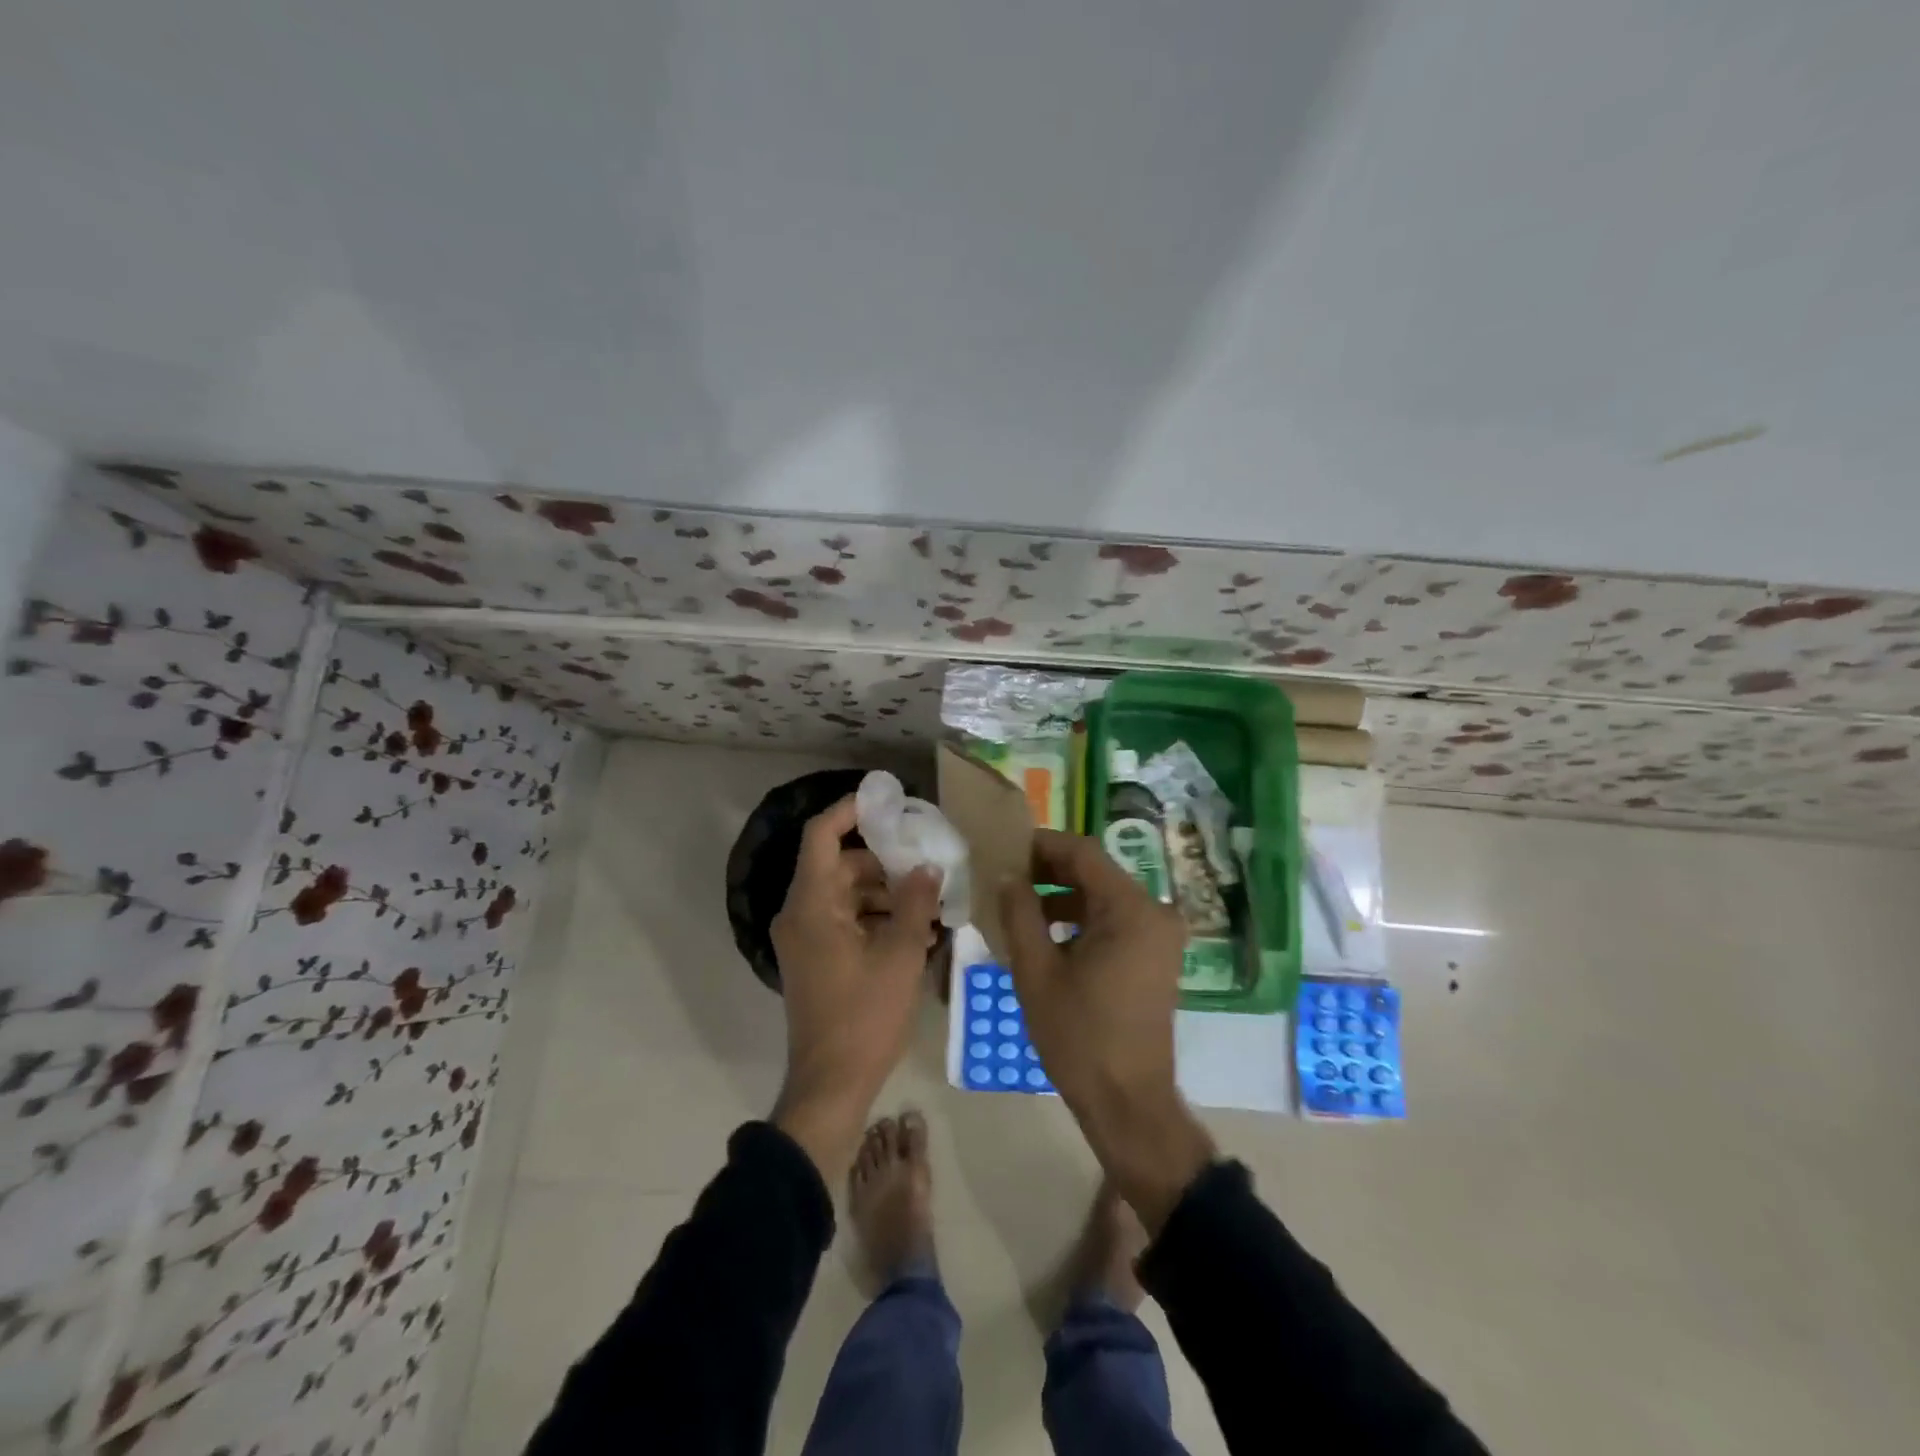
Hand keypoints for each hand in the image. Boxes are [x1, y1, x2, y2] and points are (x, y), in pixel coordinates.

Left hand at [771, 794, 940, 1179]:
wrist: (831, 1085)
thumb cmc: (865, 1016)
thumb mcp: (901, 954)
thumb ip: (915, 902)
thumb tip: (927, 867)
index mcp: (812, 904)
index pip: (822, 835)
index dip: (850, 810)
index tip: (888, 803)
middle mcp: (800, 914)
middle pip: (840, 865)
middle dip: (884, 860)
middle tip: (927, 859)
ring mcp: (805, 939)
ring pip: (845, 894)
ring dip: (885, 891)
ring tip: (930, 899)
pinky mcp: (816, 959)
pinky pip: (845, 920)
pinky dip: (875, 917)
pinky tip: (915, 928)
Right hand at [1001, 830, 1215, 1230]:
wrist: (1128, 1102)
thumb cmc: (1079, 1037)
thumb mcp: (1036, 972)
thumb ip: (1019, 913)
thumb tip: (1006, 875)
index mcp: (1131, 909)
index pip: (1083, 852)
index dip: (1041, 845)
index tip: (1004, 850)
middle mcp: (1154, 912)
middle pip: (1095, 872)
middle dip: (1048, 872)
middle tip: (1005, 878)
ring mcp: (1159, 935)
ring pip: (1103, 896)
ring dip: (1062, 897)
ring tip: (1018, 908)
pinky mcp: (1156, 955)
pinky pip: (1115, 920)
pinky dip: (1081, 920)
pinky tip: (1046, 935)